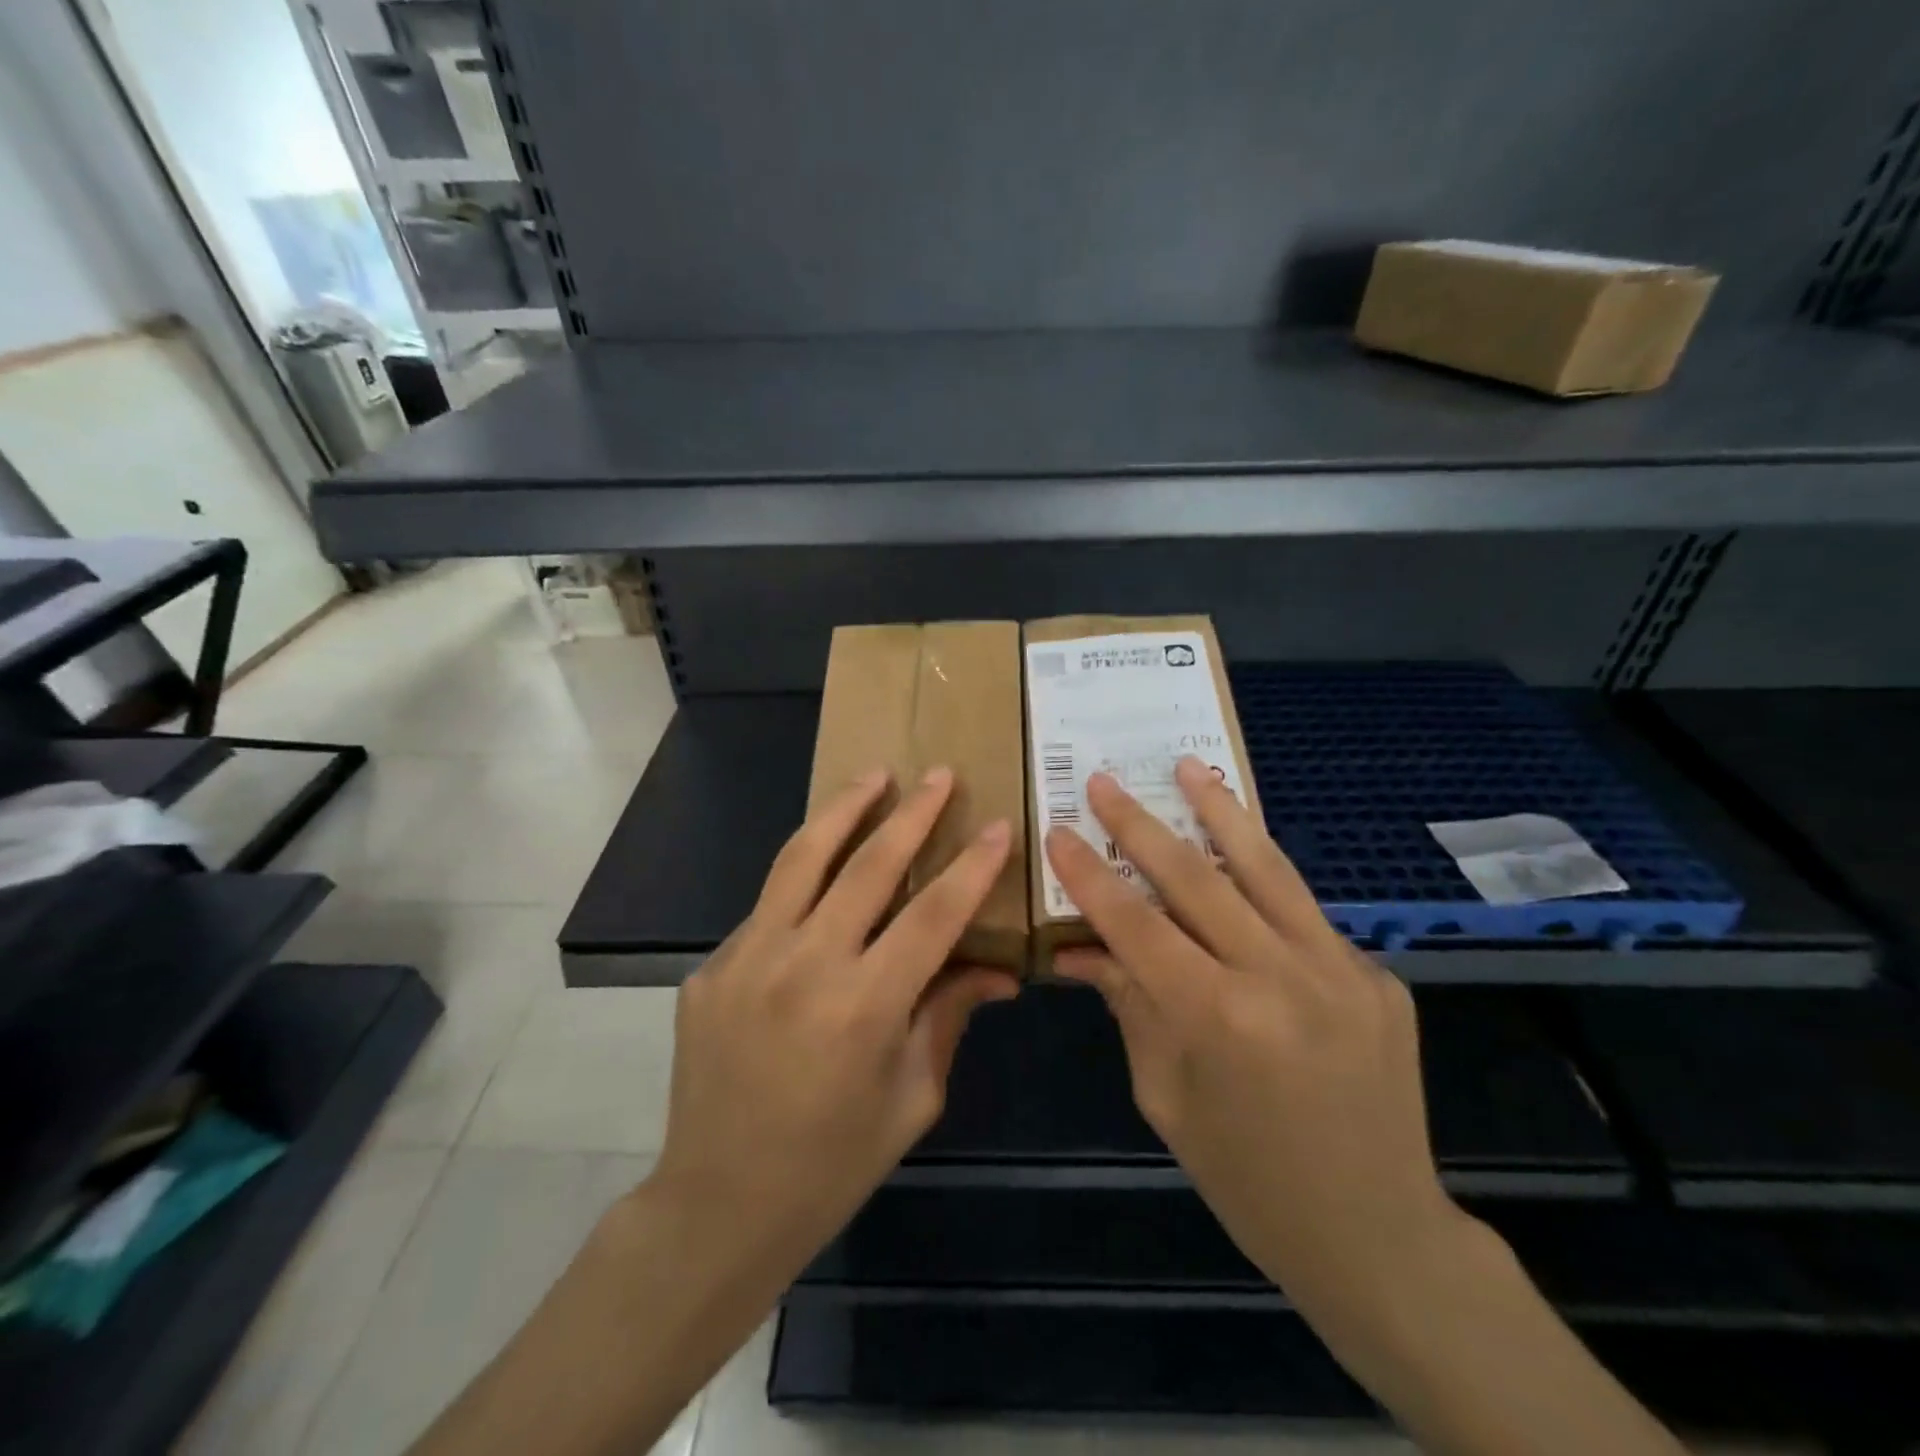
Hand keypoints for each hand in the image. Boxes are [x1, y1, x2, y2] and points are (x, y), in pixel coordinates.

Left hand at [649, 765, 1018, 1275]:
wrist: (717, 1204)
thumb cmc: (831, 1164)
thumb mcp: (911, 1098)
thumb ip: (949, 1016)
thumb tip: (999, 970)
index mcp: (862, 1008)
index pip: (932, 916)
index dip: (971, 868)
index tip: (998, 826)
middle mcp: (802, 967)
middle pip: (867, 867)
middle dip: (912, 814)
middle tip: (939, 775)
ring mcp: (746, 960)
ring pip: (801, 859)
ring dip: (844, 810)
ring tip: (874, 775)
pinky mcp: (712, 966)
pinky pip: (769, 906)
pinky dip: (803, 877)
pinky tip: (824, 869)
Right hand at [1045, 758, 1471, 1320]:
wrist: (1380, 1234)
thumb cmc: (1248, 1179)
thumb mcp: (1166, 1096)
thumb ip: (1130, 1006)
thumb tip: (1080, 950)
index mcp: (1219, 1020)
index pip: (1136, 925)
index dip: (1090, 876)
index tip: (1058, 830)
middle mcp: (1282, 978)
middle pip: (1196, 878)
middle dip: (1140, 824)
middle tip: (1105, 780)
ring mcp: (1340, 970)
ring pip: (1266, 869)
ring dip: (1221, 812)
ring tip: (1190, 766)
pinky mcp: (1375, 974)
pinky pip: (1303, 912)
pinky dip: (1263, 875)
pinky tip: (1240, 850)